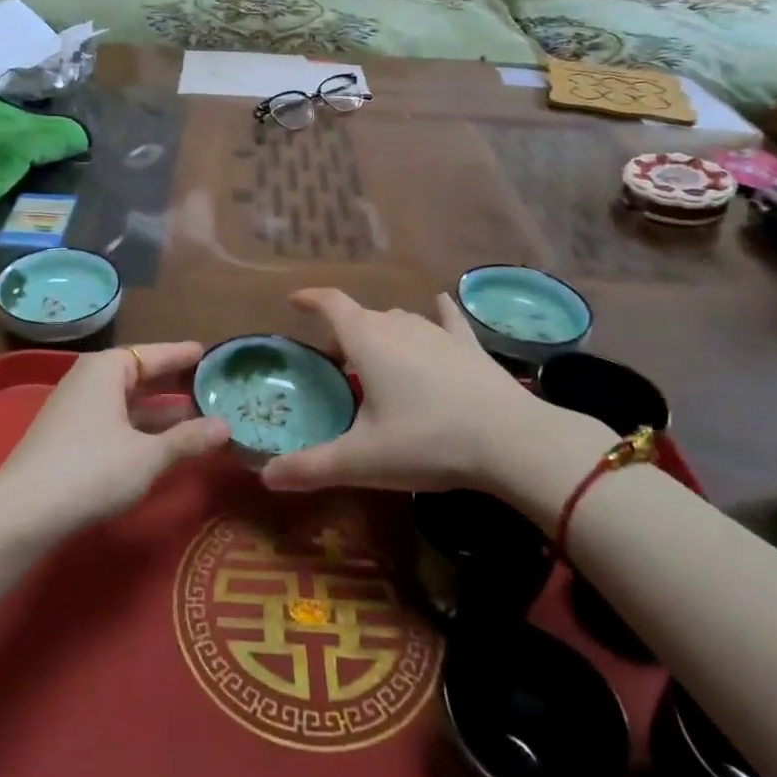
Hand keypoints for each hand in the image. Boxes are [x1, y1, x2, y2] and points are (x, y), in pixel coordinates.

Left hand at [0, 343, 230, 533]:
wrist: (24, 511)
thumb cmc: (91, 470)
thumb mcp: (147, 456)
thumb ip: (187, 439)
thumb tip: (225, 426)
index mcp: (108, 369)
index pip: (155, 353)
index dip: (184, 356)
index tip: (211, 355)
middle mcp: (90, 378)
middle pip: (140, 374)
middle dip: (175, 383)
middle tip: (212, 385)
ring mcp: (76, 407)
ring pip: (128, 400)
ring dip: (160, 409)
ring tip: (198, 416)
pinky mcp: (68, 434)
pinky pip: (115, 418)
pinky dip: (140, 425)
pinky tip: (161, 441)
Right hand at [260, 289, 609, 521]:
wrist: (512, 441)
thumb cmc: (427, 441)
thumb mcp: (362, 460)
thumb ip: (311, 467)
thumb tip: (264, 477)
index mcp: (367, 342)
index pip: (331, 304)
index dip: (310, 299)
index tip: (293, 300)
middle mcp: (399, 326)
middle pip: (362, 317)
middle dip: (343, 331)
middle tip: (333, 359)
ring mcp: (438, 333)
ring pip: (400, 320)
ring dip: (381, 331)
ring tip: (374, 353)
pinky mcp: (470, 347)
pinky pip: (449, 321)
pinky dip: (439, 312)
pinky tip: (441, 303)